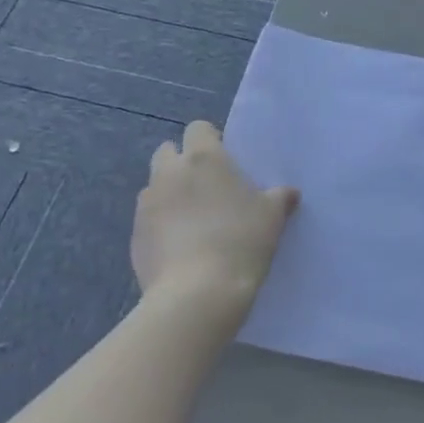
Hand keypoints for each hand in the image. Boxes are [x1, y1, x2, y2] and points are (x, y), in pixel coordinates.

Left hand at [131, 121, 298, 327]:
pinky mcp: (134, 235)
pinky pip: (148, 219)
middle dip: (181, 162)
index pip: (198, 128)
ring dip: (169, 193)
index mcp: (204, 158)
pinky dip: (160, 224)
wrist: (197, 294)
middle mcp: (169, 172)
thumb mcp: (272, 217)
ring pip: (154, 186)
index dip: (210, 140)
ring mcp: (146, 204)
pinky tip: (178, 247)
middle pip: (167, 152)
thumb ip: (279, 197)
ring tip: (191, 220)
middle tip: (205, 188)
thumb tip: (289, 193)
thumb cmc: (241, 241)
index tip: (225, 160)